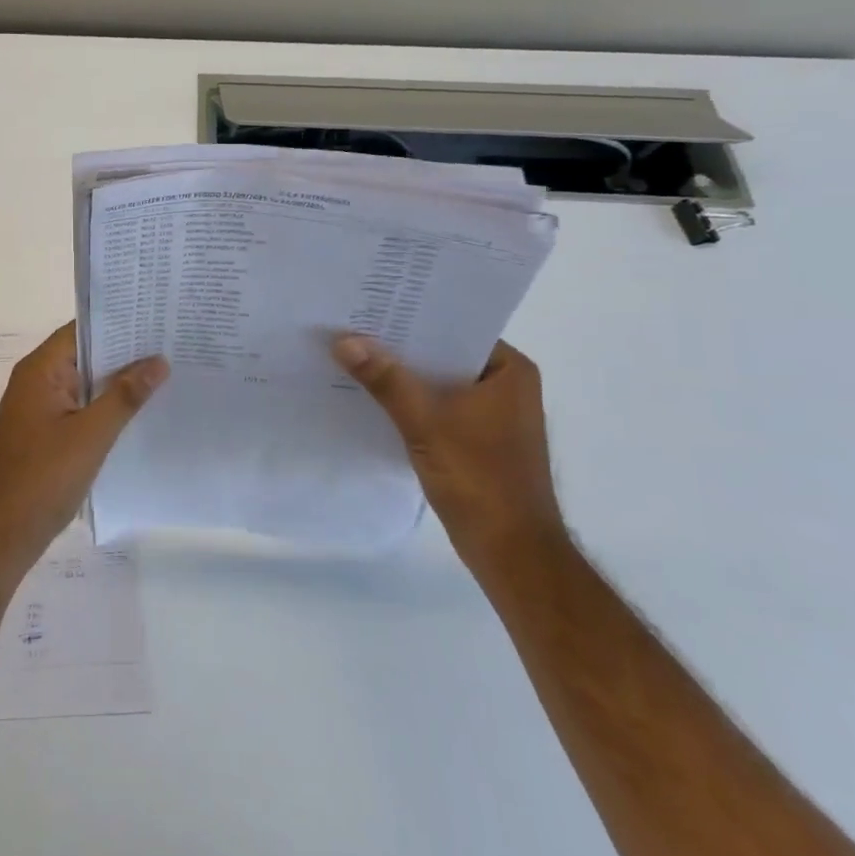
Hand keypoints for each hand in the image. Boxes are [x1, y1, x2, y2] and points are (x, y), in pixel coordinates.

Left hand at [0, 323, 166, 584]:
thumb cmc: (41, 479)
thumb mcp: (90, 435)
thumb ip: (124, 396)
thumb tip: (158, 361)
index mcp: (39, 371)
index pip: (82, 331)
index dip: (118, 322)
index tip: (157, 317)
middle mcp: (35, 382)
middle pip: (84, 356)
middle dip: (125, 352)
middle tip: (173, 344)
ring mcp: (38, 410)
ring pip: (84, 385)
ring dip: (117, 382)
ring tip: (168, 373)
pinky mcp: (43, 436)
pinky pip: (79, 410)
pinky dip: (105, 408)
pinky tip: (139, 414)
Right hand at [333, 336, 564, 575]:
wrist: (511, 551)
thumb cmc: (479, 479)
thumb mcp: (426, 423)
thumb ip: (386, 380)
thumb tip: (343, 339)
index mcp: (509, 370)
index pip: (455, 327)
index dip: (412, 315)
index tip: (369, 303)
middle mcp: (504, 384)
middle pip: (442, 353)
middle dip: (399, 346)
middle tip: (350, 325)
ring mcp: (490, 413)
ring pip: (436, 381)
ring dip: (400, 375)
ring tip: (351, 355)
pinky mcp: (475, 438)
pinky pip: (435, 406)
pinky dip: (407, 402)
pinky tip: (369, 396)